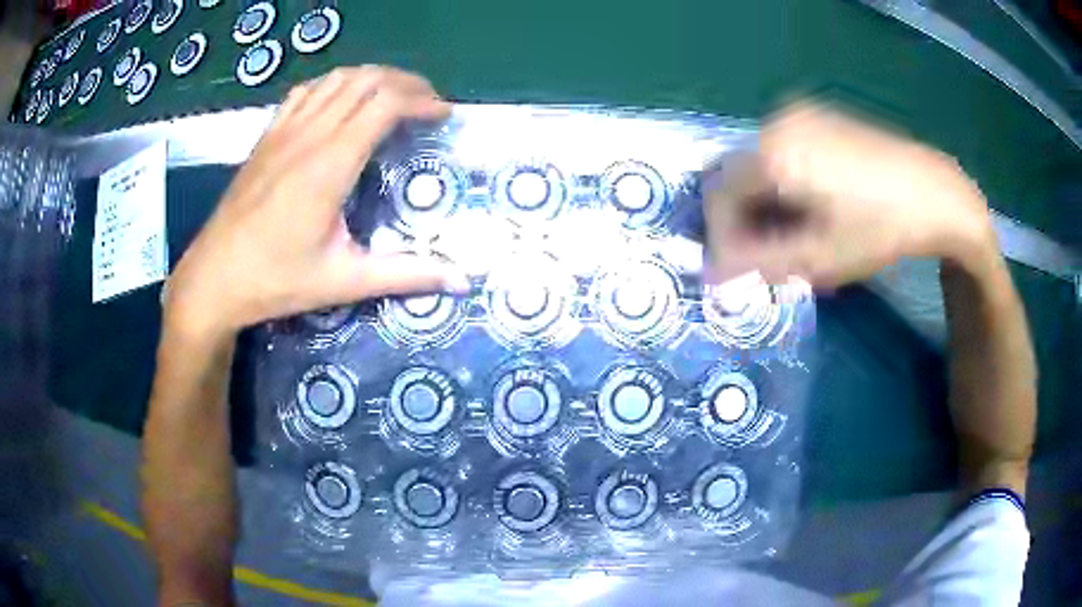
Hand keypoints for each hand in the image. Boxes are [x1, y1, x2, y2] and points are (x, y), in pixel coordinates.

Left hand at [163, 66, 467, 338]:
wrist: (213, 278)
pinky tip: (341, 100)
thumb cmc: (275, 280)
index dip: (421, 100)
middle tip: (428, 102)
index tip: (443, 115)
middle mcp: (308, 135)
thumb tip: (461, 281)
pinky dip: (334, 84)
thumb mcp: (343, 281)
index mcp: (330, 164)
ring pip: (336, 78)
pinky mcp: (267, 137)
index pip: (385, 104)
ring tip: (393, 95)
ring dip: (372, 77)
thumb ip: (405, 275)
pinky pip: (306, 91)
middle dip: (405, 82)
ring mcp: (283, 131)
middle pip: (366, 80)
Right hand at [704, 103, 997, 286]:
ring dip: (763, 203)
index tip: (736, 270)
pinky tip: (808, 207)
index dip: (721, 237)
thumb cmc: (880, 228)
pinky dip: (781, 183)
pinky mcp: (818, 117)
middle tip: (766, 257)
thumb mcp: (819, 257)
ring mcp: (799, 114)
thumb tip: (712, 272)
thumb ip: (758, 263)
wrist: (934, 193)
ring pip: (758, 164)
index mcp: (773, 152)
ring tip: (791, 236)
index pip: (719, 195)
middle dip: (743, 221)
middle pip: (736, 177)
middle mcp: (777, 123)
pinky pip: (780, 151)